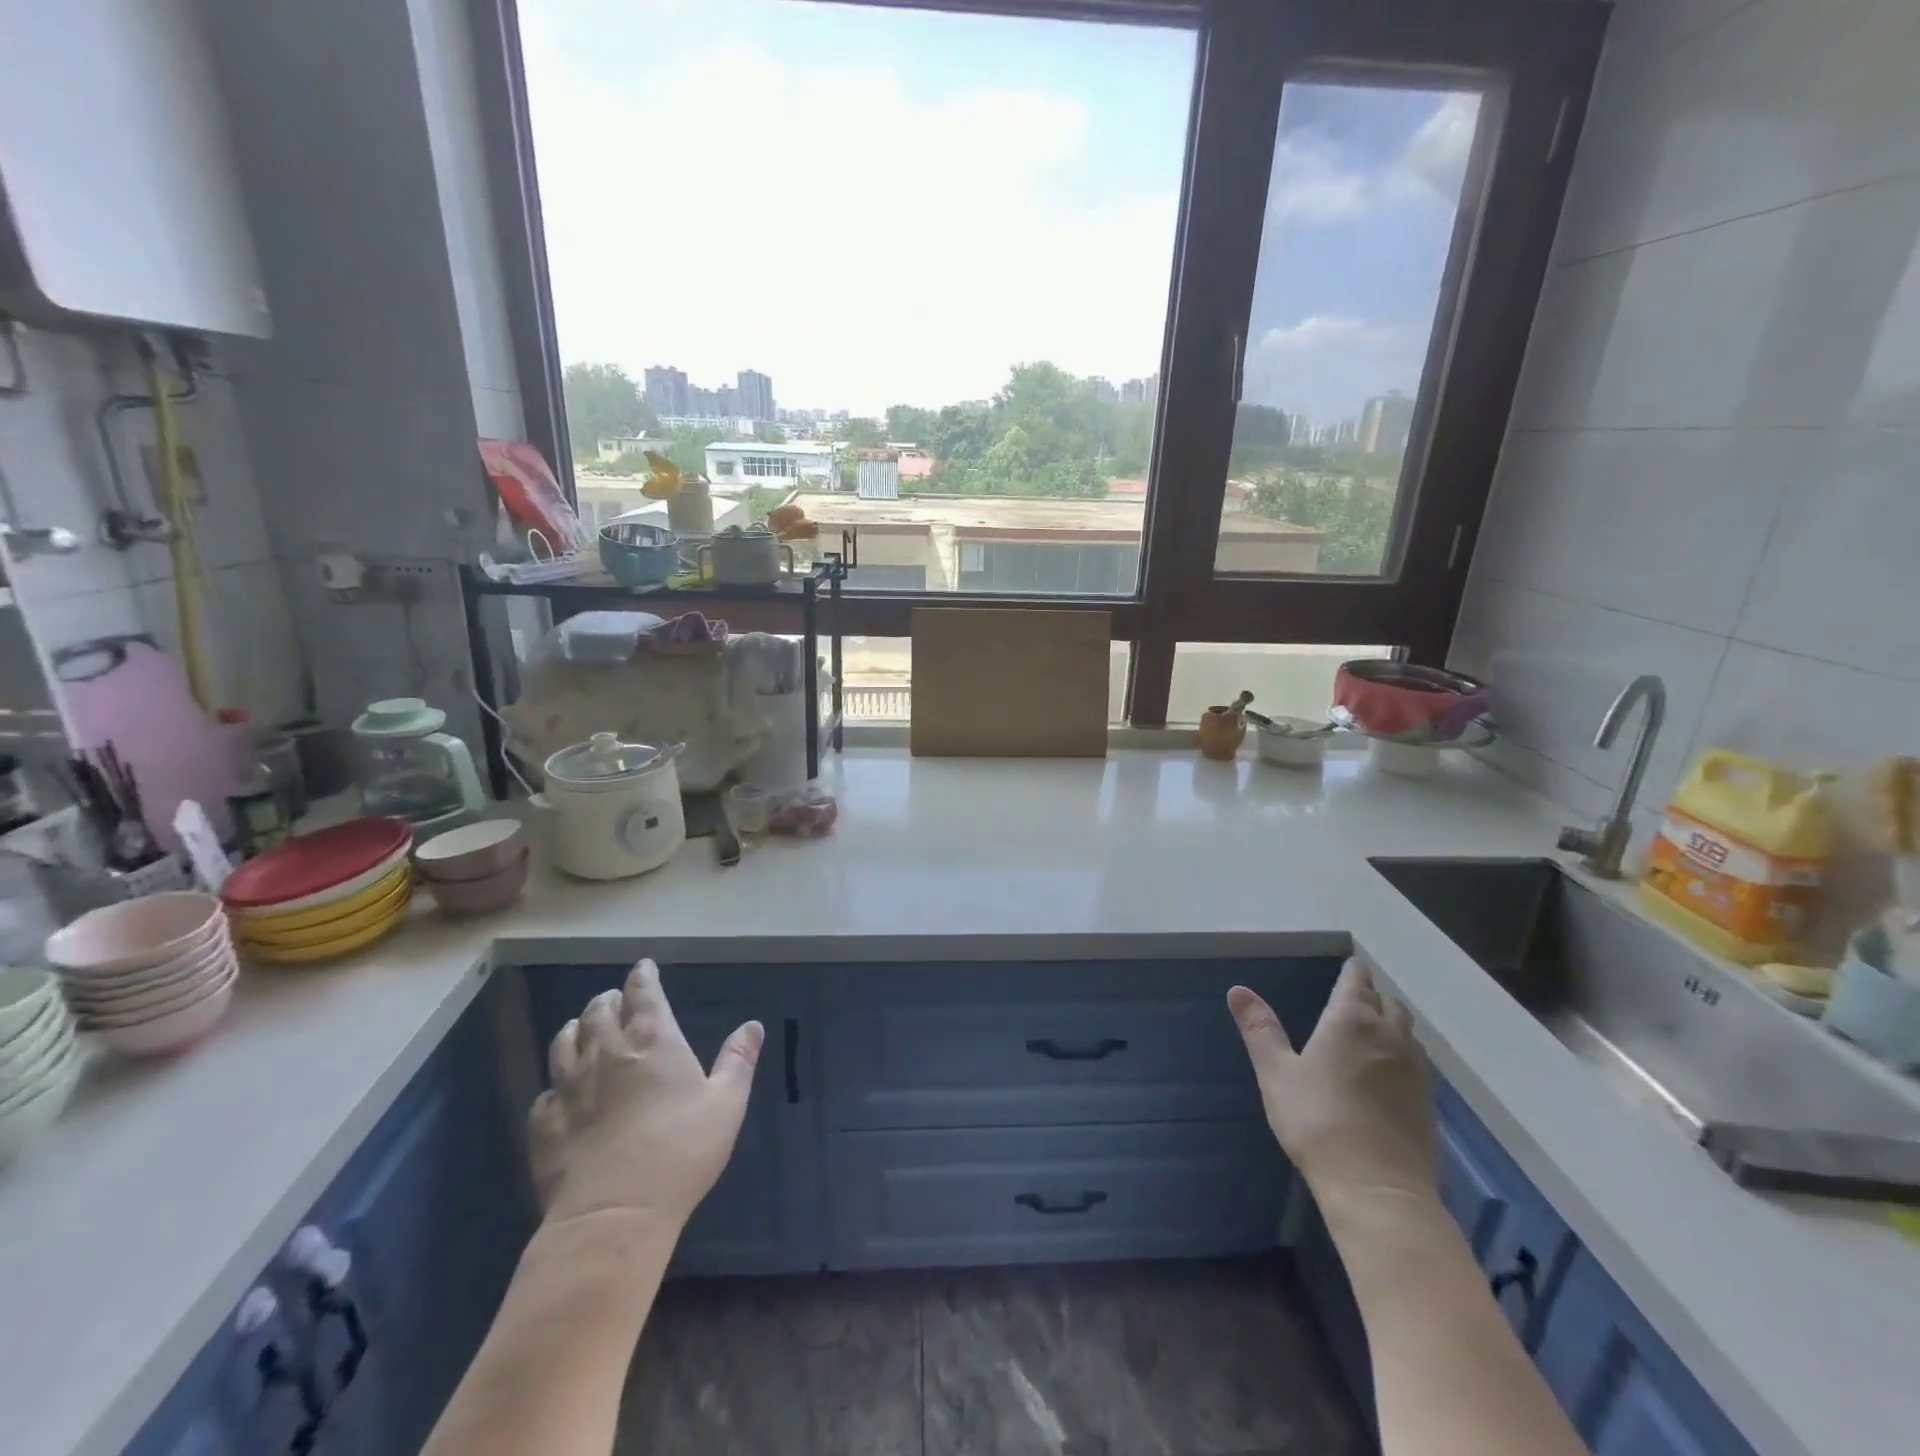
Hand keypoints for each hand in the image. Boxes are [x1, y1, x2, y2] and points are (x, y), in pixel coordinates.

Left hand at [530, 959, 762, 1231]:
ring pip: (564, 1043)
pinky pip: (545, 1092)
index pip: (642, 993)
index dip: (643, 976)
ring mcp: (569, 1088)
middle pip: (599, 1012)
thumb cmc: (681, 1151)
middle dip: (608, 1000)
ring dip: (576, 1029)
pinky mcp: (544, 1125)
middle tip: (615, 999)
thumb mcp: (727, 1103)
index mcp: (652, 1040)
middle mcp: (606, 1053)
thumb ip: (738, 1060)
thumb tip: (752, 1025)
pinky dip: (555, 1083)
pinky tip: (561, 1091)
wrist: (614, 1216)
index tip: (644, 968)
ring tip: (582, 1028)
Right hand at [1228, 956, 1436, 1215]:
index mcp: (1351, 1020)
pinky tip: (1387, 1074)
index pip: (1357, 981)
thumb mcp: (1276, 1073)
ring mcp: (1416, 1070)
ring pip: (1407, 1032)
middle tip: (1353, 1000)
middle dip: (1372, 996)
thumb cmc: (1318, 1122)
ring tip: (1371, 1032)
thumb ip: (1260, 1029)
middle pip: (1388, 1003)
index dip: (1352, 972)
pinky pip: (1417, 1063)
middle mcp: (1389, 1036)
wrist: (1378, 1190)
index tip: (1348, 968)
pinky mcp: (1429, 1103)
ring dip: (1391, 1024)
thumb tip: (1238, 990)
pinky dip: (1402, 1056)